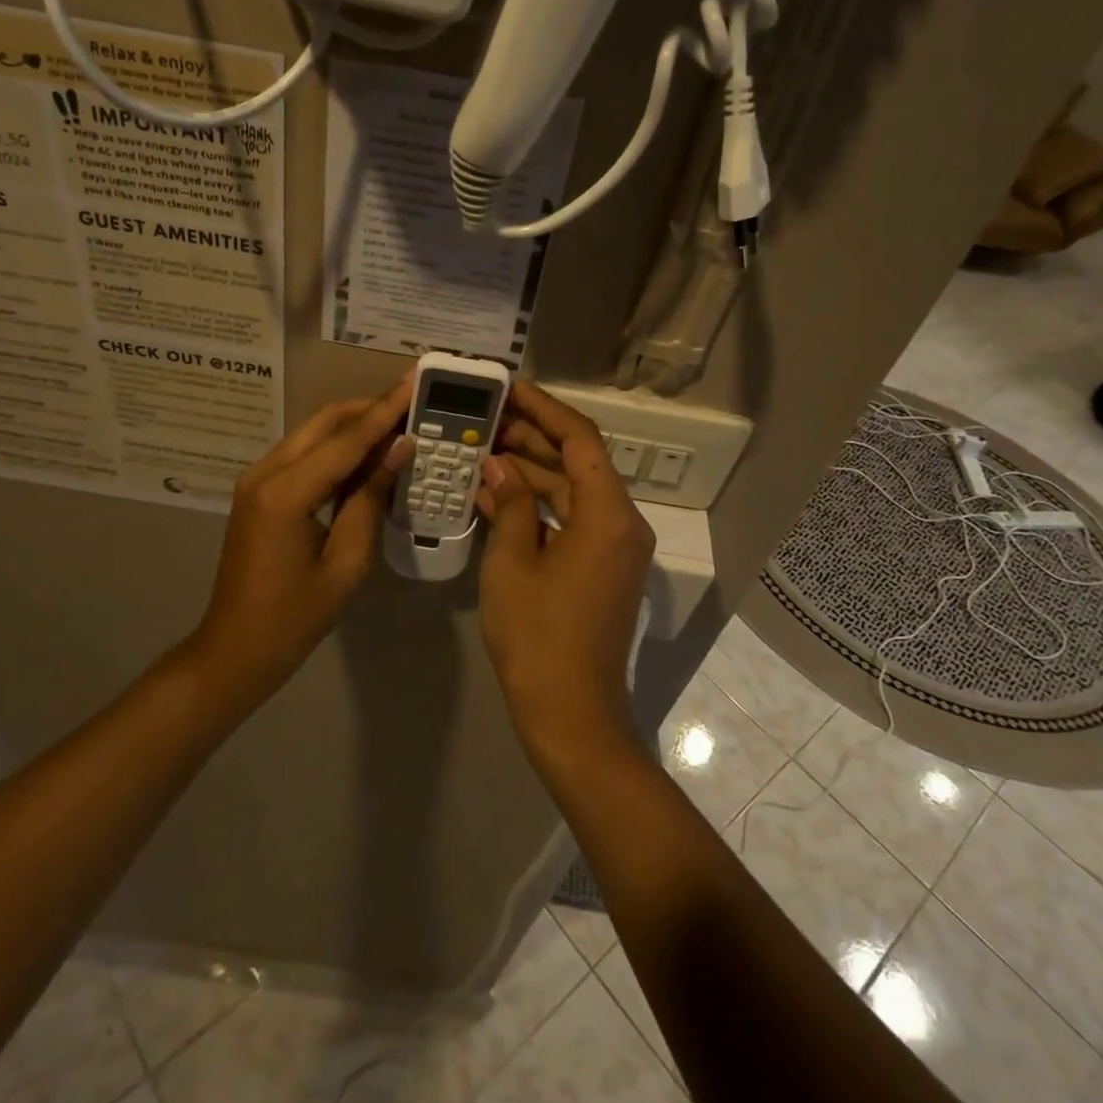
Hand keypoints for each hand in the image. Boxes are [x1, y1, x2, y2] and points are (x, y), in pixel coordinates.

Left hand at [191, 376, 414, 702]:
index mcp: (286, 493)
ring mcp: (256, 479)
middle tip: (412, 403)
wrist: (235, 648)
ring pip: (312, 434)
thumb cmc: (295, 617)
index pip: (346, 439)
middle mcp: (265, 473)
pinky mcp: (257, 490)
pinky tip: (365, 455)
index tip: (414, 381)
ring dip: (353, 426)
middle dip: (369, 408)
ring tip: (397, 425)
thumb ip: (369, 498)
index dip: (385, 410)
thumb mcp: (346, 562)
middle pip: (324, 422)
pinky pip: (303, 455)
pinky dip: (335, 448)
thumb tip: (398, 450)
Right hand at [475, 381, 655, 766]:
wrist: (571, 714)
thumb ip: (510, 504)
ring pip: (571, 491)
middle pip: (577, 462)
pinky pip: (570, 520)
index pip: (580, 439)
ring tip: (480, 449)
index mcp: (608, 514)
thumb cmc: (538, 637)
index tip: (508, 388)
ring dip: (530, 472)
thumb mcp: (513, 563)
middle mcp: (621, 522)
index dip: (544, 408)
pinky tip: (495, 494)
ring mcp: (613, 547)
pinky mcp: (601, 567)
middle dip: (531, 438)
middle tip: (484, 418)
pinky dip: (537, 506)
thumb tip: (497, 465)